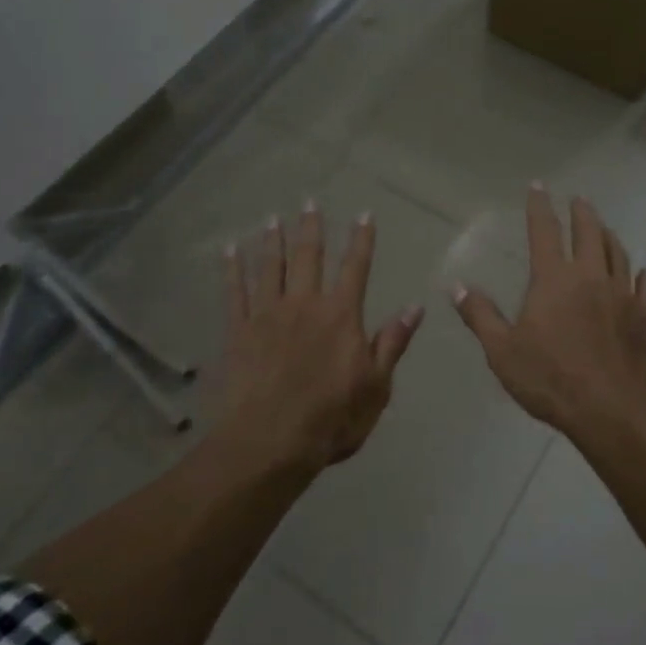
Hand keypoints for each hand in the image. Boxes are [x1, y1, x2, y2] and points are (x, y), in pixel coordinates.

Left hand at [221, 202, 421, 473]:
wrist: (269, 443)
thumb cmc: (331, 419)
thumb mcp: (376, 386)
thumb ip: (392, 343)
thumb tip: (415, 307)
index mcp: (340, 315)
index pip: (356, 267)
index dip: (361, 239)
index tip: (364, 214)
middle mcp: (305, 304)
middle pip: (309, 256)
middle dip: (311, 227)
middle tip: (309, 201)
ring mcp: (268, 314)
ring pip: (271, 267)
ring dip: (274, 241)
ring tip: (273, 219)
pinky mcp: (238, 331)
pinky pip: (235, 291)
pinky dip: (232, 269)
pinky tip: (230, 250)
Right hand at [452, 185, 645, 437]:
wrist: (610, 410)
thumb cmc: (550, 378)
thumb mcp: (502, 350)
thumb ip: (480, 315)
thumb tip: (456, 286)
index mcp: (553, 279)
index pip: (544, 231)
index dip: (539, 207)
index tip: (538, 186)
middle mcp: (589, 276)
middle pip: (588, 233)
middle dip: (582, 213)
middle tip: (579, 200)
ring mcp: (622, 295)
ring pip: (618, 254)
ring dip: (609, 236)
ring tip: (605, 227)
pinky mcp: (645, 317)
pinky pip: (645, 288)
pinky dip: (641, 276)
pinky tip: (642, 273)